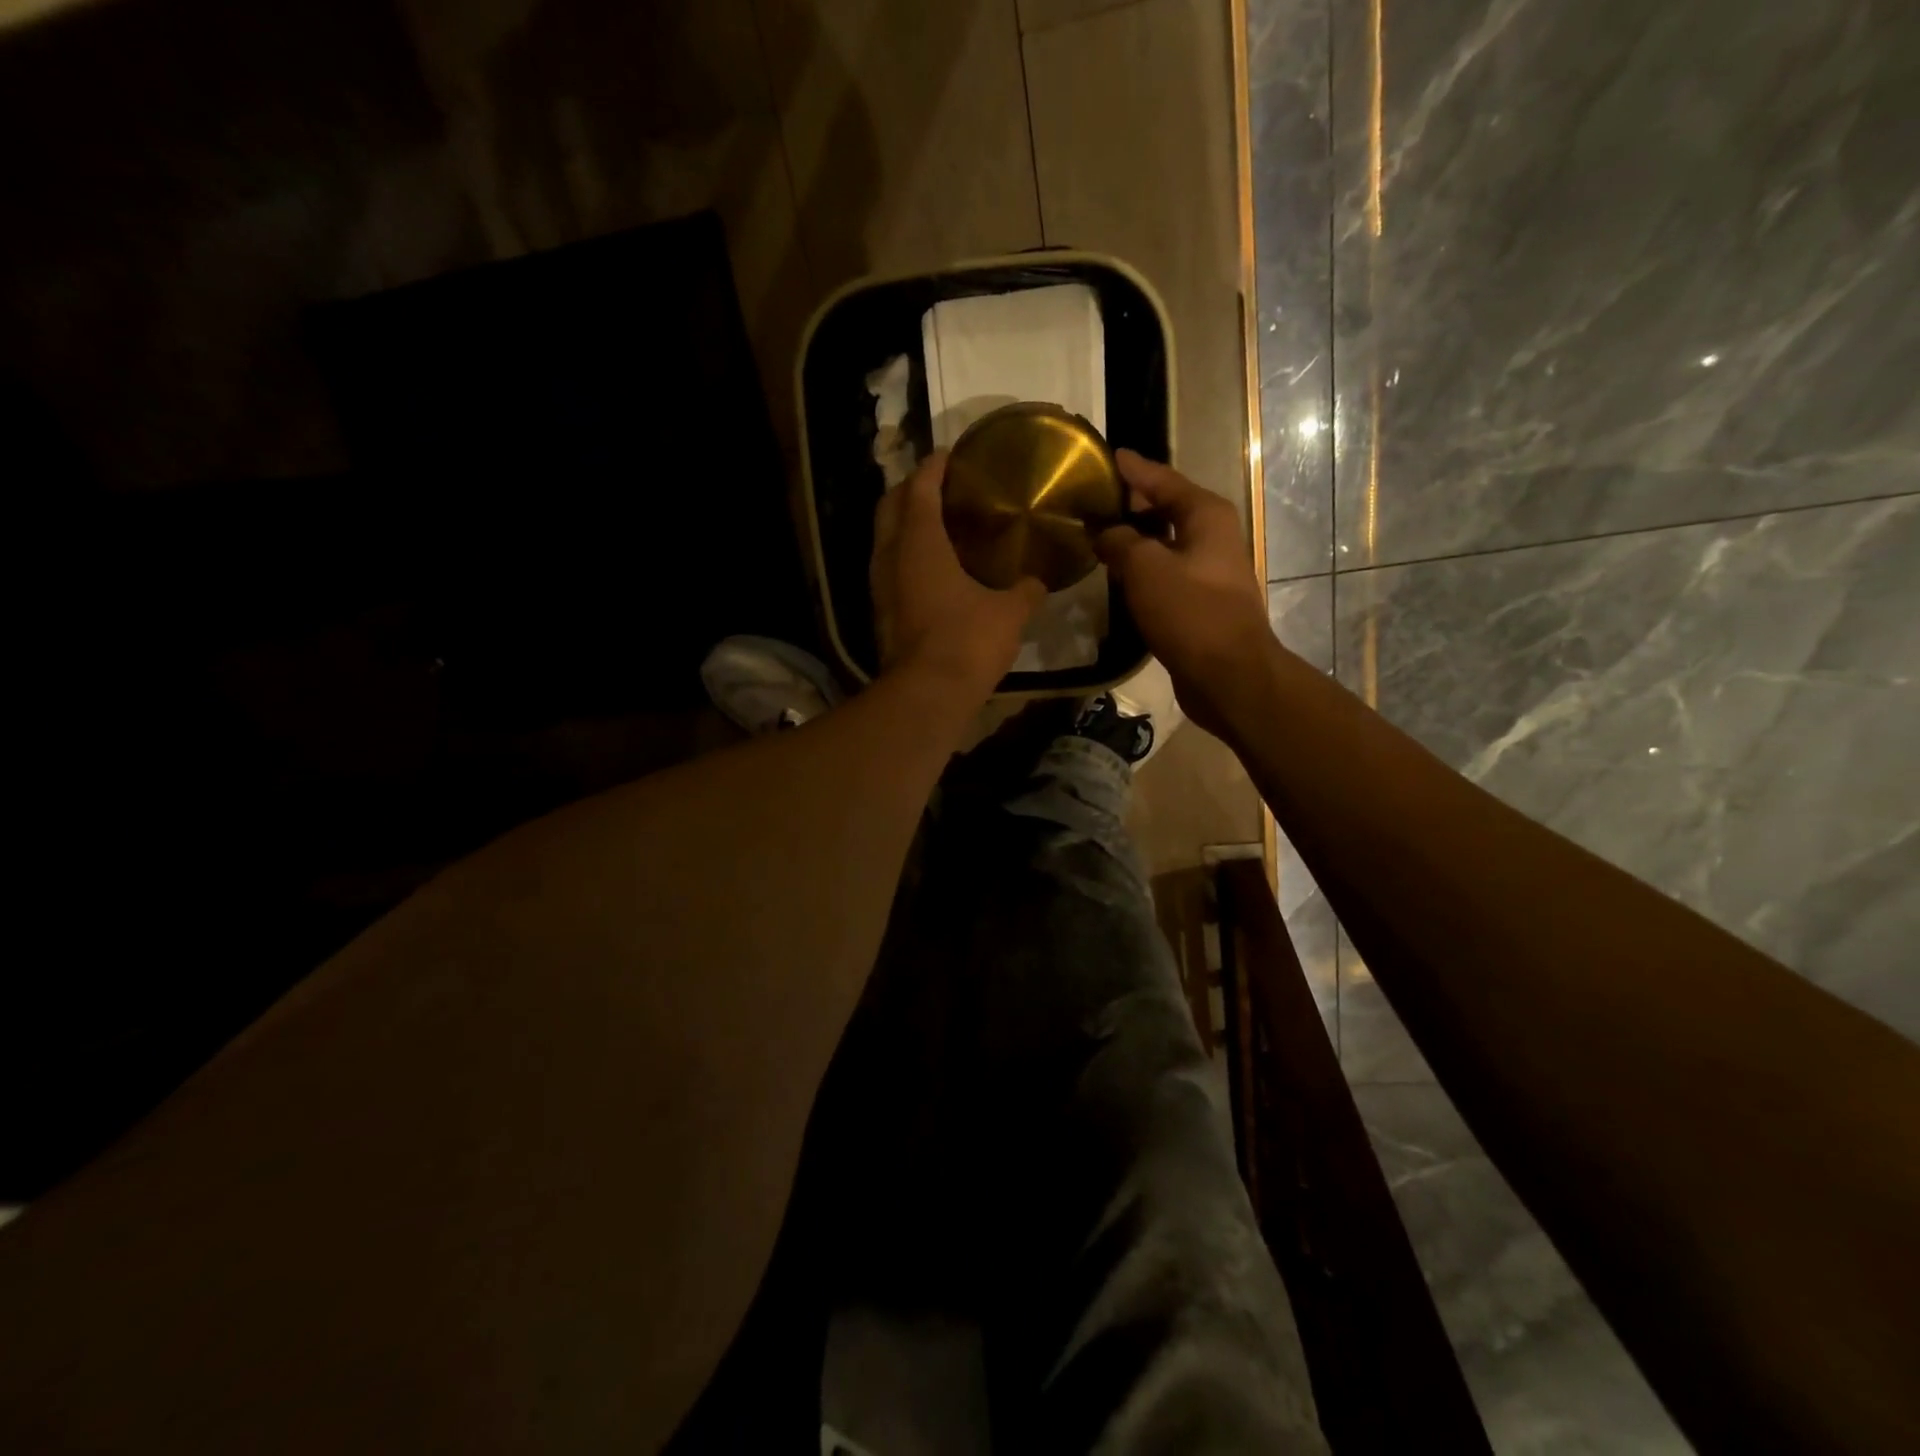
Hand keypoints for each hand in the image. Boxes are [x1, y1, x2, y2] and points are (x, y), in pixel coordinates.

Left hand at [871, 452, 1045, 701]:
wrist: (928, 694)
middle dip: (910, 489)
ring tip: (934, 521)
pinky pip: (889, 567)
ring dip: (903, 523)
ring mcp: (880, 585)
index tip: (949, 455)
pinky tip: (929, 565)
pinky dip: (904, 554)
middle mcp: (891, 556)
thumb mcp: (1009, 613)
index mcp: (920, 542)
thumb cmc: (968, 641)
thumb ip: (1026, 590)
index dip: (933, 467)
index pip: (920, 488)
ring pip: (884, 538)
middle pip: (891, 506)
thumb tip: (1039, 581)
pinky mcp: (881, 611)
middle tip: (938, 485)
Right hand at [1095, 450, 1275, 735]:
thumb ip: (1119, 541)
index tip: (1110, 455)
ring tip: (1098, 535)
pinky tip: (1118, 576)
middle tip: (1095, 498)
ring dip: (1135, 540)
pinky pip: (1165, 574)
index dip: (1134, 468)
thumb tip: (1104, 533)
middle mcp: (1212, 536)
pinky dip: (1142, 571)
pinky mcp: (1201, 603)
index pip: (1163, 479)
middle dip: (1132, 504)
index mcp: (1205, 515)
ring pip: (1164, 545)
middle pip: (1166, 509)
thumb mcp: (1145, 568)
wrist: (1227, 674)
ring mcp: (1209, 571)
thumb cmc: (1190, 611)